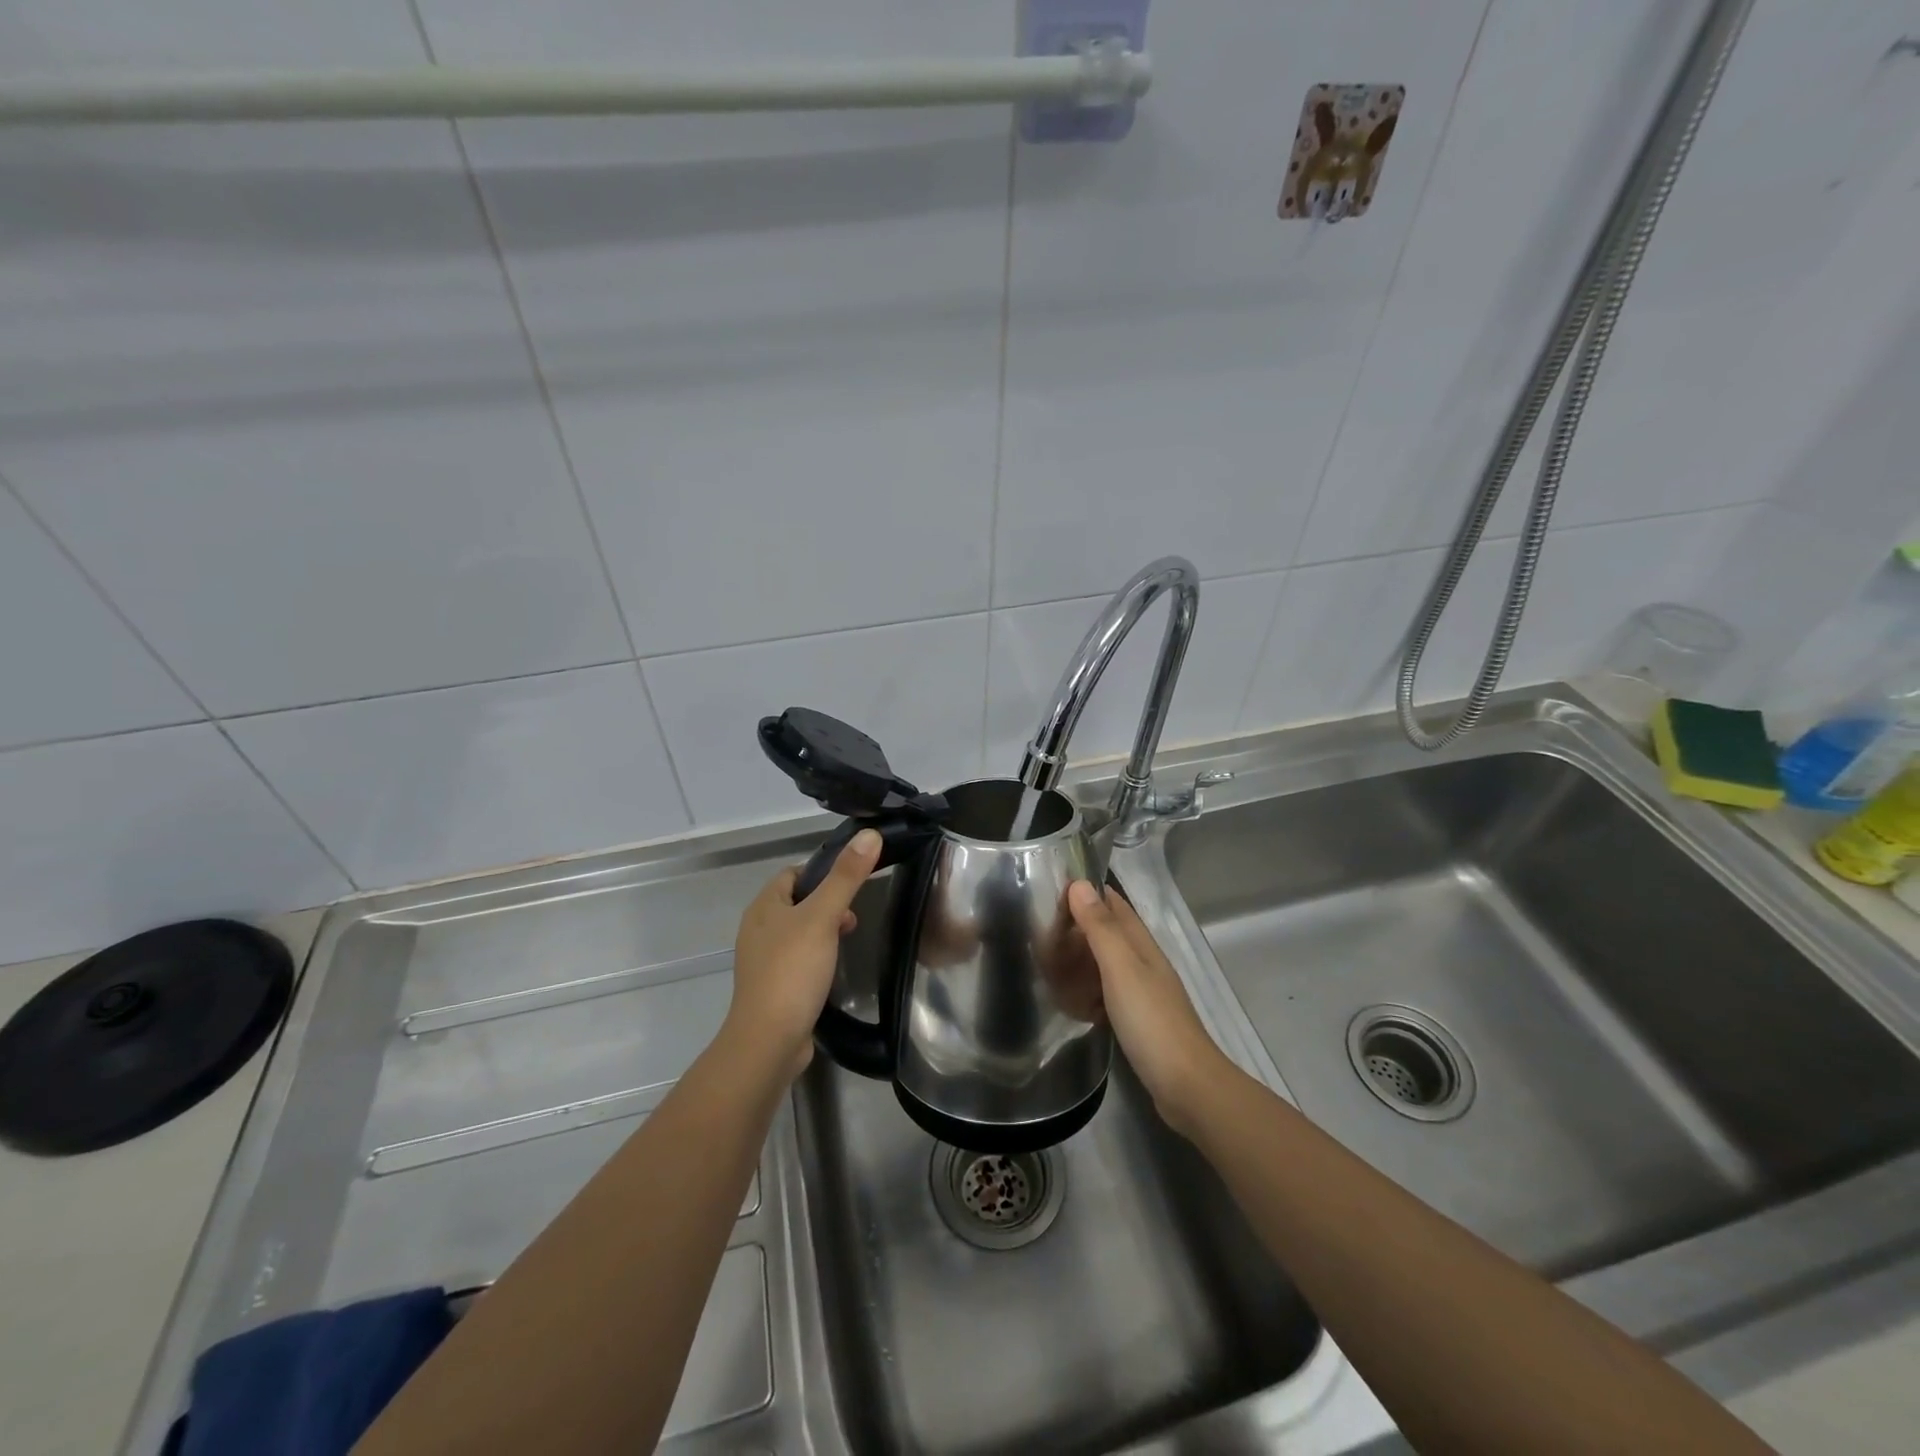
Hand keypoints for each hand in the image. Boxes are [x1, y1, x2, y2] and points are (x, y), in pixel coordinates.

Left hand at [726, 830, 880, 1080]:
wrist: (769, 1041)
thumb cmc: (793, 970)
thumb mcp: (823, 917)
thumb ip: (846, 877)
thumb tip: (869, 834)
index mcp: (763, 907)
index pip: (793, 873)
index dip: (822, 872)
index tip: (852, 882)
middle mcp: (758, 929)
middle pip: (798, 902)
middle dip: (828, 903)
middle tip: (854, 916)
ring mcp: (763, 961)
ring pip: (799, 931)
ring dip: (824, 930)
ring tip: (849, 940)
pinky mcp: (773, 987)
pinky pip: (798, 960)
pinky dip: (816, 957)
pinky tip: (833, 969)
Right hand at [1067, 880, 1230, 1134]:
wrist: (1186, 1085)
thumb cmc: (1151, 1020)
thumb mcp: (1120, 968)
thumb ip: (1100, 928)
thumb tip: (1080, 884)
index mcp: (1141, 945)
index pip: (1114, 905)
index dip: (1087, 892)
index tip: (1051, 886)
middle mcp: (1143, 963)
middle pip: (1108, 933)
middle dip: (1078, 926)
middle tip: (1039, 928)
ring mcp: (1142, 993)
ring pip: (1105, 964)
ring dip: (1080, 959)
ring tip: (1046, 961)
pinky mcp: (1137, 1021)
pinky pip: (1105, 994)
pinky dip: (1087, 991)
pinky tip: (1069, 1001)